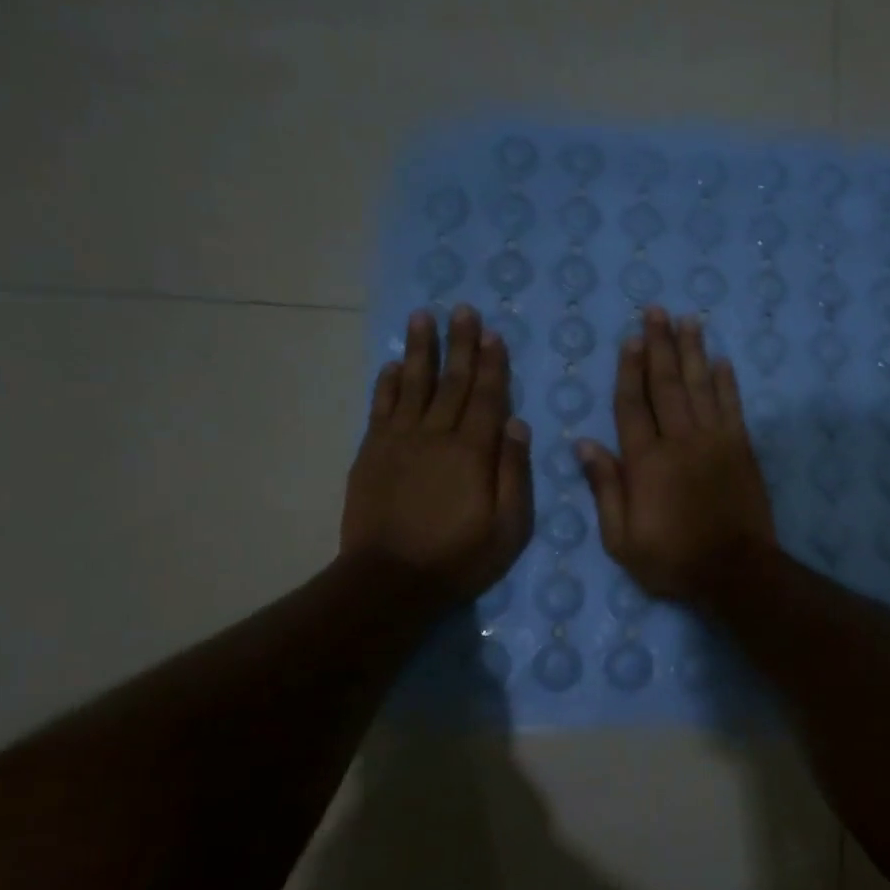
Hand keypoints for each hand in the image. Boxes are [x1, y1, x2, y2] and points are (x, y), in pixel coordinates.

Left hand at [341, 306, 532, 604]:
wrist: (390, 580)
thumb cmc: (459, 557)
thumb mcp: (508, 527)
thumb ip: (514, 473)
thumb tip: (518, 424)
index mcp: (473, 452)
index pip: (487, 398)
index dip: (492, 365)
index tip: (493, 334)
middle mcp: (436, 436)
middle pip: (452, 382)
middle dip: (460, 344)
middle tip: (463, 309)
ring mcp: (399, 442)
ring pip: (412, 385)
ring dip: (420, 350)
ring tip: (423, 317)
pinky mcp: (371, 454)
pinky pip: (381, 408)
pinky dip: (387, 384)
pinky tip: (391, 365)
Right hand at [577, 308, 776, 600]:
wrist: (735, 571)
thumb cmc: (673, 560)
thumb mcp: (622, 540)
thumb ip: (605, 489)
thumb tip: (584, 445)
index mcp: (646, 462)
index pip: (633, 406)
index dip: (630, 370)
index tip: (630, 339)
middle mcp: (680, 441)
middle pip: (667, 384)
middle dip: (660, 345)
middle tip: (657, 311)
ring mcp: (715, 442)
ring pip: (701, 387)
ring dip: (693, 352)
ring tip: (688, 321)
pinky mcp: (742, 449)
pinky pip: (732, 407)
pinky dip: (727, 383)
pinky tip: (722, 361)